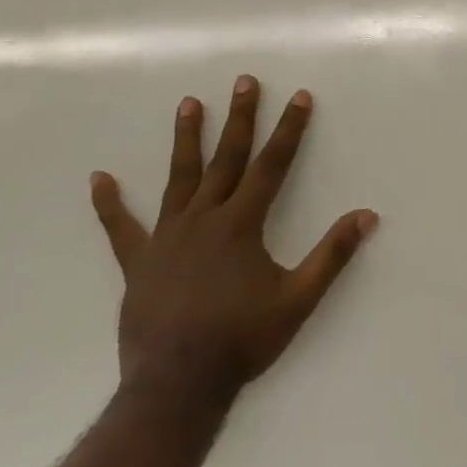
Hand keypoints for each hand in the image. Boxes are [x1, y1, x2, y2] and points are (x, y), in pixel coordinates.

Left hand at [89, 76, 377, 404]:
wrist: (177, 385)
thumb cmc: (242, 339)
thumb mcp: (298, 299)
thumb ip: (333, 254)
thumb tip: (368, 216)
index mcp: (241, 224)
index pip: (272, 165)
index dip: (289, 129)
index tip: (299, 96)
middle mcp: (204, 219)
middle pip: (226, 158)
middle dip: (239, 118)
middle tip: (243, 81)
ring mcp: (167, 238)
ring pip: (179, 178)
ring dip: (186, 139)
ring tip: (188, 103)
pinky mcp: (139, 263)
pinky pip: (121, 228)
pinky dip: (110, 203)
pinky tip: (99, 178)